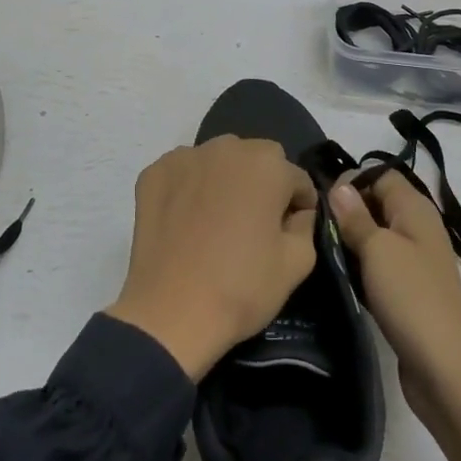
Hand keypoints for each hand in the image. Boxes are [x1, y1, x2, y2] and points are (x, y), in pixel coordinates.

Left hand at [105, 137, 318, 378]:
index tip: (291, 230)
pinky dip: (190, 186)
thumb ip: (306, 224)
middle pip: (257, 158)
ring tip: (218, 219)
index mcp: (267, 165)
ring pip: (219, 159)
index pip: (296, 178)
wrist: (171, 313)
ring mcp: (185, 157)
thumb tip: (297, 213)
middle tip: (255, 222)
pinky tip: (187, 219)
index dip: (299, 206)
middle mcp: (226, 148)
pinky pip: (184, 171)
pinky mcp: (154, 173)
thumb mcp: (297, 262)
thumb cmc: (241, 287)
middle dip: (263, 183)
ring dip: (226, 179)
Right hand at [327, 170, 460, 460]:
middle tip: (314, 226)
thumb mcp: (378, 250)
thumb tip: (339, 185)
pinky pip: (377, 263)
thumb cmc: (411, 298)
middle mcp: (417, 227)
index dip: (351, 181)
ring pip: (374, 234)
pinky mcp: (407, 288)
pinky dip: (359, 265)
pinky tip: (339, 274)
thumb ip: (356, 216)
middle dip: (346, 210)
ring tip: (320, 249)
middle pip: (376, 202)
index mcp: (416, 209)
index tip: (321, 201)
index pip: (380, 174)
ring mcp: (413, 259)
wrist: (446, 370)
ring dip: (350, 240)